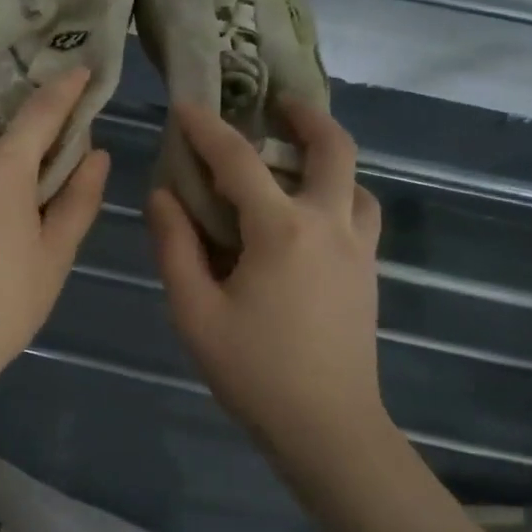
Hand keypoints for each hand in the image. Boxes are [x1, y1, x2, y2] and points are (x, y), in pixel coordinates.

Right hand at [148, 100, 385, 454]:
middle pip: (333, 149)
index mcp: (282, 230)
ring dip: (329, 157)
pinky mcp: (369, 273)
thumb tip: (163, 196)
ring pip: (357, 182)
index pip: (239, 162)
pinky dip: (339, 194)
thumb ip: (175, 247)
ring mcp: (358, 249)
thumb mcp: (195, 312)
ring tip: (297, 159)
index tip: (186, 106)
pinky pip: (361, 214)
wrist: (328, 428)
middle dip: (306, 116)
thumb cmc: (254, 372)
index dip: (208, 130)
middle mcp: (329, 225)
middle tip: (279, 103)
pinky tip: (311, 214)